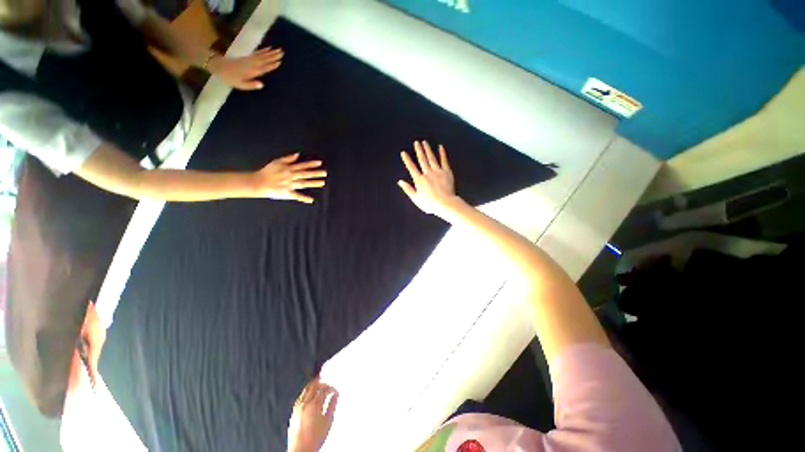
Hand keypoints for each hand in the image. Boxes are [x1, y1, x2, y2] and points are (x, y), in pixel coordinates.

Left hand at [207, 47, 283, 89]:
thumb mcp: (240, 85)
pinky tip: (267, 49)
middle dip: (273, 56)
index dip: (272, 65)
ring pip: (262, 55)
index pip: (264, 68)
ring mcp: (249, 59)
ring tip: (278, 50)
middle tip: (282, 52)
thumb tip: (262, 84)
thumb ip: (251, 85)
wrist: (218, 66)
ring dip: (270, 52)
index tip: (279, 62)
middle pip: (264, 59)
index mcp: (251, 71)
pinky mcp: (247, 57)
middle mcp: (251, 64)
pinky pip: (257, 53)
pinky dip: (263, 50)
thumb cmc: (229, 77)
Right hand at [253, 153, 325, 202]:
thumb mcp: (276, 162)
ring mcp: (289, 185)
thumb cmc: (267, 172)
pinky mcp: (287, 192)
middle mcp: (290, 176)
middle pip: (305, 174)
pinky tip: (311, 200)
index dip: (311, 164)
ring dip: (313, 183)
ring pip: (303, 183)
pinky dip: (303, 198)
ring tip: (322, 183)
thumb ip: (288, 158)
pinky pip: (296, 196)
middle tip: (325, 173)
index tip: (320, 163)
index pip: (302, 165)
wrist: (257, 182)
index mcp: (288, 169)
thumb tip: (297, 154)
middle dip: (315, 173)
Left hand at [287, 377, 338, 451]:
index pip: (324, 389)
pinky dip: (307, 392)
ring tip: (320, 385)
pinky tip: (311, 394)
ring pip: (306, 389)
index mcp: (314, 405)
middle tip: (328, 383)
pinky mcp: (293, 411)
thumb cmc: (315, 439)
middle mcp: (305, 404)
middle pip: (314, 386)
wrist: (300, 450)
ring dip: (314, 385)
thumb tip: (336, 394)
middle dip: (322, 383)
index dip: (331, 388)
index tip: (335, 391)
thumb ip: (332, 405)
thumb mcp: (328, 422)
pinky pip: (301, 396)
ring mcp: (298, 407)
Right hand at [398, 140, 460, 218]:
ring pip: (432, 158)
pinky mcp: (447, 172)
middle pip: (422, 160)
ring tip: (425, 142)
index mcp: (419, 180)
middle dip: (418, 150)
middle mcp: (428, 173)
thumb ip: (408, 189)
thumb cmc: (430, 203)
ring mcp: (438, 172)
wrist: (445, 204)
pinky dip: (442, 153)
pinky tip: (440, 147)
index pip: (411, 167)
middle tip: (416, 142)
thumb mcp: (416, 199)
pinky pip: (444, 161)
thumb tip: (400, 182)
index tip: (404, 152)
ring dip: (428, 149)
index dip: (407, 160)